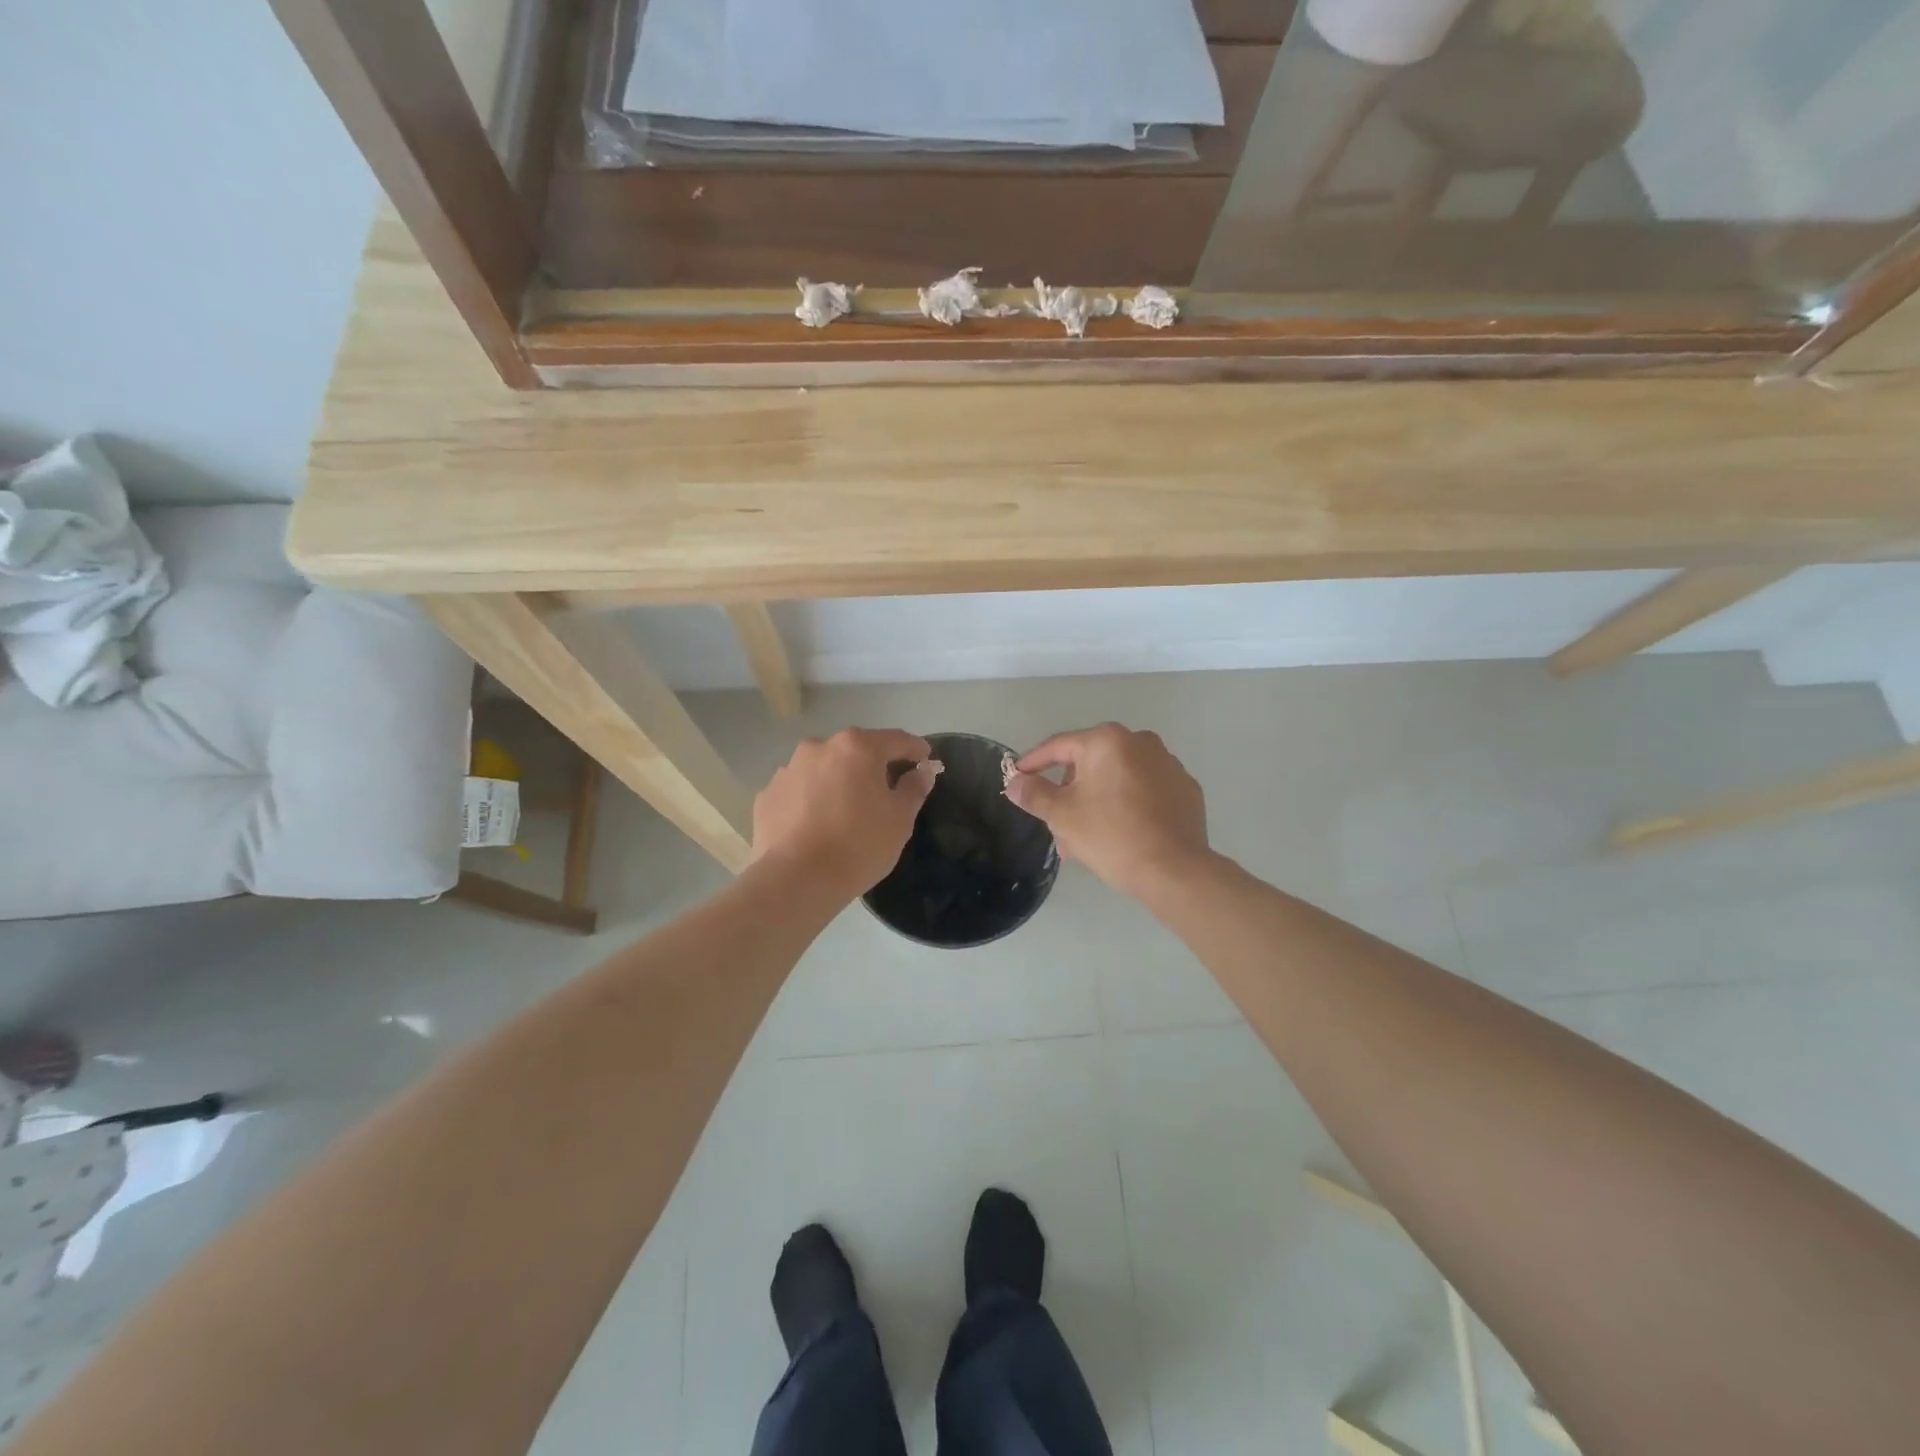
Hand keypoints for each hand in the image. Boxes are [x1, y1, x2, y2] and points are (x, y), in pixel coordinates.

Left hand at [751, 728, 936, 900]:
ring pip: (824, 769)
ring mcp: (788, 769)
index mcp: (857, 747)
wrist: (796, 880)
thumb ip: (914, 787)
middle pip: (856, 751)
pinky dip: (811, 800)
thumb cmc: (859, 845)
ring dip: (838, 781)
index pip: (897, 740)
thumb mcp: (900, 819)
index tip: (926, 762)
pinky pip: (799, 790)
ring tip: (846, 812)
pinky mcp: (767, 794)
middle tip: (886, 792)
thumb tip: (922, 770)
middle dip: (873, 766)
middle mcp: (820, 747)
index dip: (916, 750)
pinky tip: (816, 826)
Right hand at [1004, 723, 1208, 897]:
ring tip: (1084, 840)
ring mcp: (1168, 765)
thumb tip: (1014, 782)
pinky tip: (1120, 834)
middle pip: (1089, 764)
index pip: (1059, 746)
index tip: (1017, 778)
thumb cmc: (1111, 835)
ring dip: (1095, 802)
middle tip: (1056, 825)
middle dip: (1068, 793)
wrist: (1174, 871)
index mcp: (1108, 741)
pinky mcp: (1185, 789)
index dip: (1033, 763)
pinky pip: (1144, 791)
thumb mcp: (1062, 815)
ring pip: (1117, 779)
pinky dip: (1126, 806)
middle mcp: (1141, 742)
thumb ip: (1034, 793)